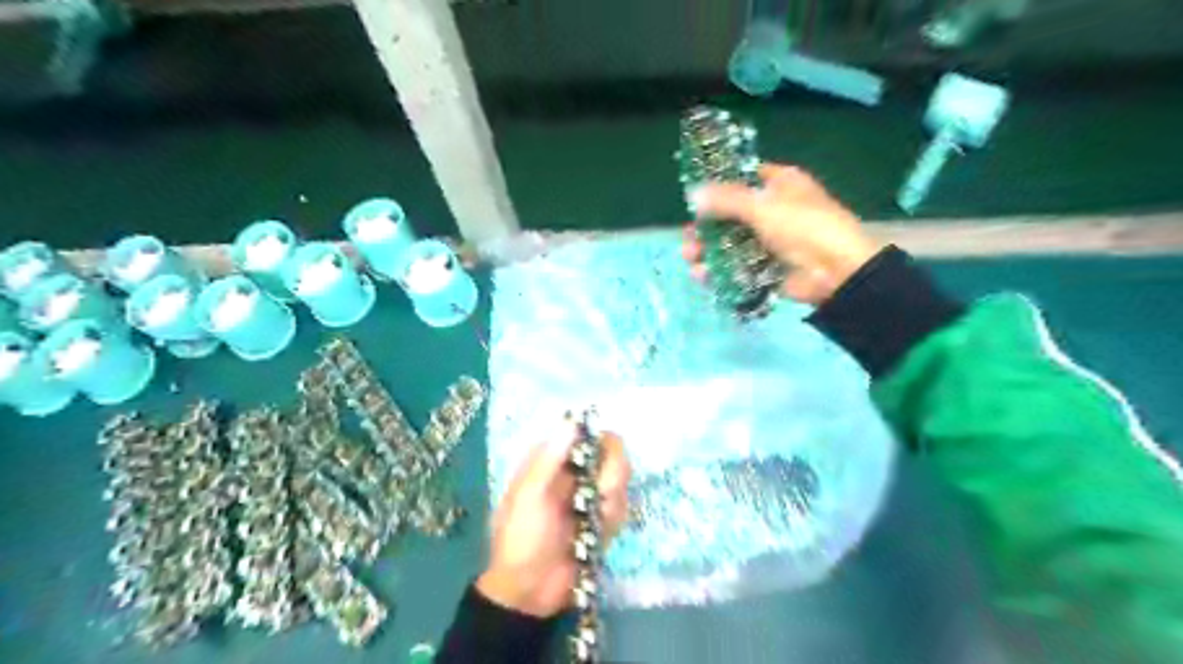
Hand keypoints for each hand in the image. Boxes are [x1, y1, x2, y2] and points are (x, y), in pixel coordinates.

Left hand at [474, 419, 633, 617]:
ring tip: (595, 520)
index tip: (600, 462)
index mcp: (552, 459)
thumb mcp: (529, 497)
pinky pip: (623, 504)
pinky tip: (599, 532)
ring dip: (612, 500)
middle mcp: (575, 470)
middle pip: (612, 452)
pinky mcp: (605, 517)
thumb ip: (550, 459)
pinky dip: (615, 517)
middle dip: (612, 475)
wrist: (531, 592)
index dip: (599, 443)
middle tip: (601, 496)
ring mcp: (592, 493)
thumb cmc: (521, 538)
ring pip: (621, 478)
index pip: (586, 433)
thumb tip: (571, 421)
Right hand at [679, 164, 881, 305]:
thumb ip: (725, 200)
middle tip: (688, 237)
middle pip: (730, 215)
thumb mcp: (763, 206)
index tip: (693, 198)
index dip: (717, 186)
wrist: (836, 272)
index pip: (743, 178)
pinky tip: (702, 275)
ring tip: (691, 258)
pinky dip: (719, 271)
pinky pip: (737, 267)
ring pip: (731, 244)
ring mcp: (770, 242)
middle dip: (705, 227)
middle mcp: (773, 210)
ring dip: (708, 250)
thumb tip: (693, 194)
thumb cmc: (803, 227)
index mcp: (780, 184)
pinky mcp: (767, 269)